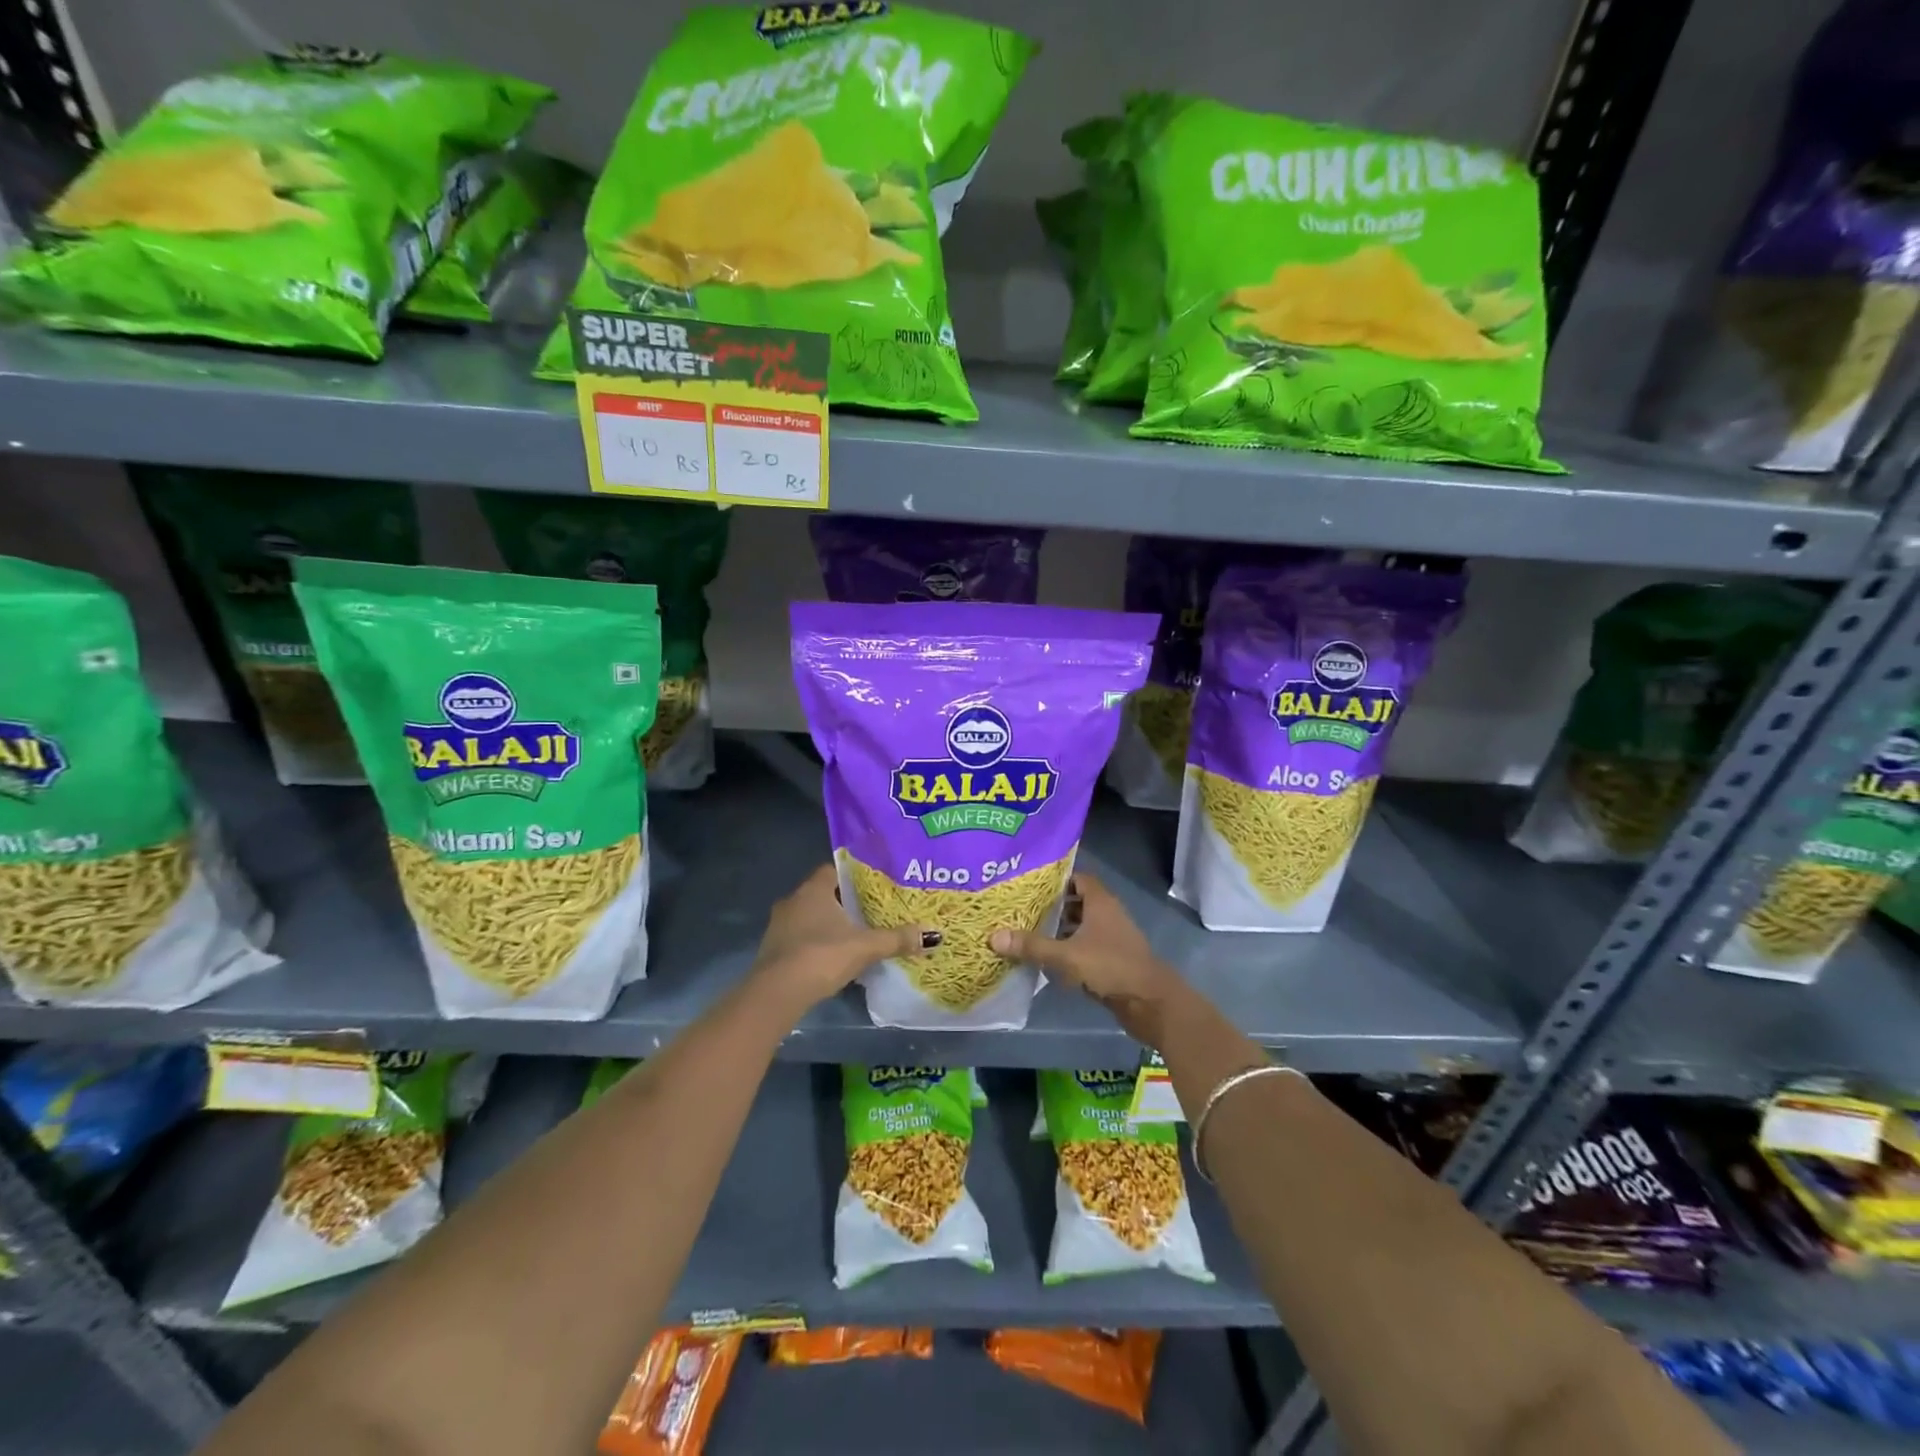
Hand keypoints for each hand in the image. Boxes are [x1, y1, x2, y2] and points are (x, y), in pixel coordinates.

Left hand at [750, 864, 935, 1011]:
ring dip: (830, 924)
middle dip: (846, 902)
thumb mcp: (865, 947)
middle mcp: (793, 900)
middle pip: (824, 893)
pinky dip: (817, 942)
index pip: (835, 869)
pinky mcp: (774, 949)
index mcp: (813, 889)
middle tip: (872, 911)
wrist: (776, 993)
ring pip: (811, 916)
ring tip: (857, 935)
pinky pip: (801, 937)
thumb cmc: (821, 956)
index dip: (855, 876)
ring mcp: (779, 925)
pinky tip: (834, 957)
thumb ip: (896, 939)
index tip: (875, 886)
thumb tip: (931, 935)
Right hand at [988, 873, 1185, 1043]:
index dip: (1055, 879)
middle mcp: (1107, 914)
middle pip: (1076, 902)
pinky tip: (1046, 958)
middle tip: (1020, 908)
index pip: (1077, 878)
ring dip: (1059, 929)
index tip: (1028, 884)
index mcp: (1100, 902)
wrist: (1150, 1003)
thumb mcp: (1066, 956)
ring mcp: (1111, 938)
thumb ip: (1032, 946)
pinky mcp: (1111, 960)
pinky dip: (1068, 949)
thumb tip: (993, 936)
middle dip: (1052, 905)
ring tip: (1027, 931)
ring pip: (1080, 926)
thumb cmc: (1110, 967)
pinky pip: (1085, 947)